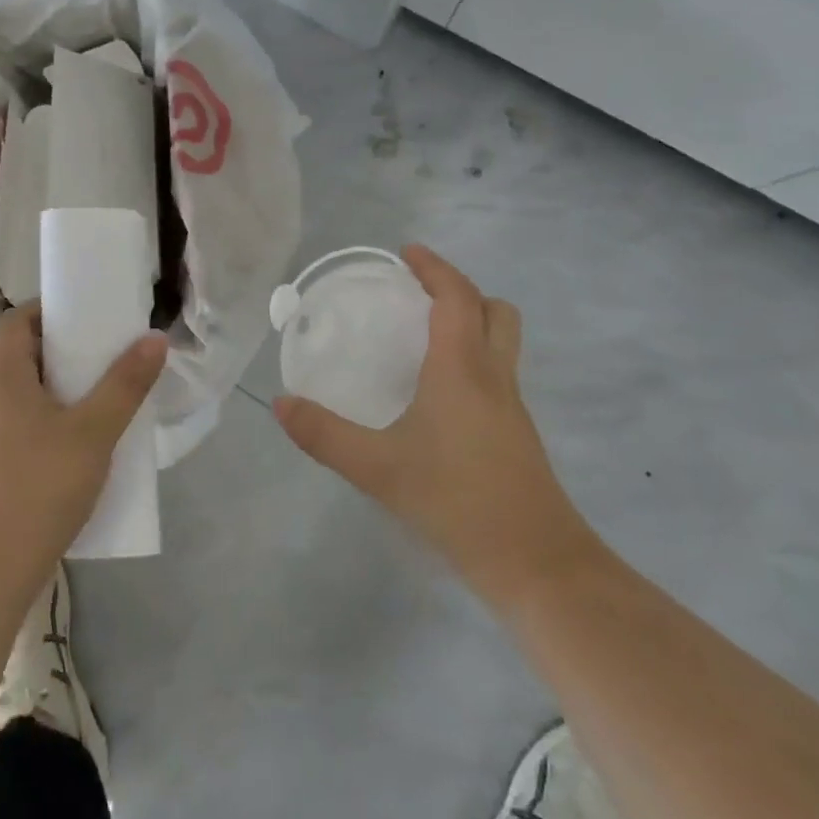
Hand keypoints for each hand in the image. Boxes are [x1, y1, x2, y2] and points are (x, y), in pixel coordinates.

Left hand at [0, 305, 167, 589]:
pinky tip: (79, 447)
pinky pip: (21, 428)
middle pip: (21, 357)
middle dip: (63, 351)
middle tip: (105, 356)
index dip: (48, 310)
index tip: (86, 315)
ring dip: (58, 390)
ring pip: (23, 396)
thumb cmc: (40, 485)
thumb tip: (153, 338)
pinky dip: (49, 423)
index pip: (16, 322)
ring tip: (101, 399)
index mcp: (2, 378)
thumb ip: (125, 384)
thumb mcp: (94, 431)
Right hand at [273, 244, 597, 605]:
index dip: (434, 268)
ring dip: (471, 322)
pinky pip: (498, 373)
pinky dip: (473, 358)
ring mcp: (512, 407)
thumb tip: (281, 404)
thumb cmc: (457, 502)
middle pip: (494, 311)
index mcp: (462, 369)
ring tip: (424, 335)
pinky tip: (438, 392)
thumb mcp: (378, 468)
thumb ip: (325, 434)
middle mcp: (494, 377)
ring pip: (502, 342)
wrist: (537, 565)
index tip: (406, 253)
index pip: (456, 297)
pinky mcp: (517, 434)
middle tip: (418, 294)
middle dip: (460, 291)